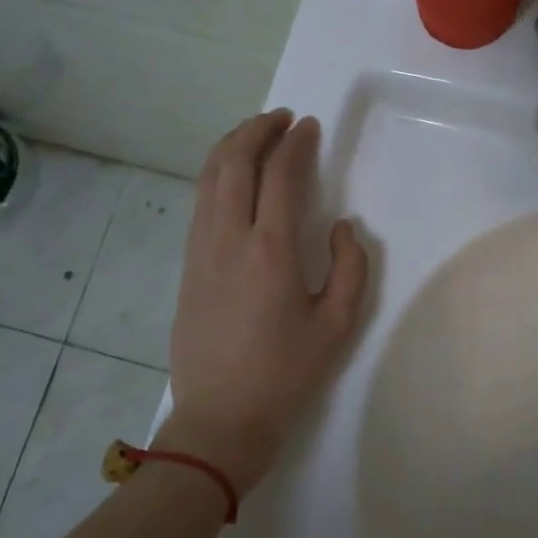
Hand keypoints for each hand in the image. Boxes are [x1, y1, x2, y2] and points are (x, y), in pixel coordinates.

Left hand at [159, 109, 368, 494]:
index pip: (281, 174)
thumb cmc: (286, 374)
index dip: (296, 143)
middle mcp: (229, 237)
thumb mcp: (338, 325)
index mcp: (271, 250)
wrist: (220, 419)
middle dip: (257, 129)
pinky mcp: (187, 265)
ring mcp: (200, 249)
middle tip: (282, 119)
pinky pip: (199, 202)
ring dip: (231, 146)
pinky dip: (215, 174)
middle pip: (234, 162)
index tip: (309, 127)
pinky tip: (231, 178)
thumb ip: (351, 266)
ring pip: (208, 177)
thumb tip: (344, 227)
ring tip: (255, 135)